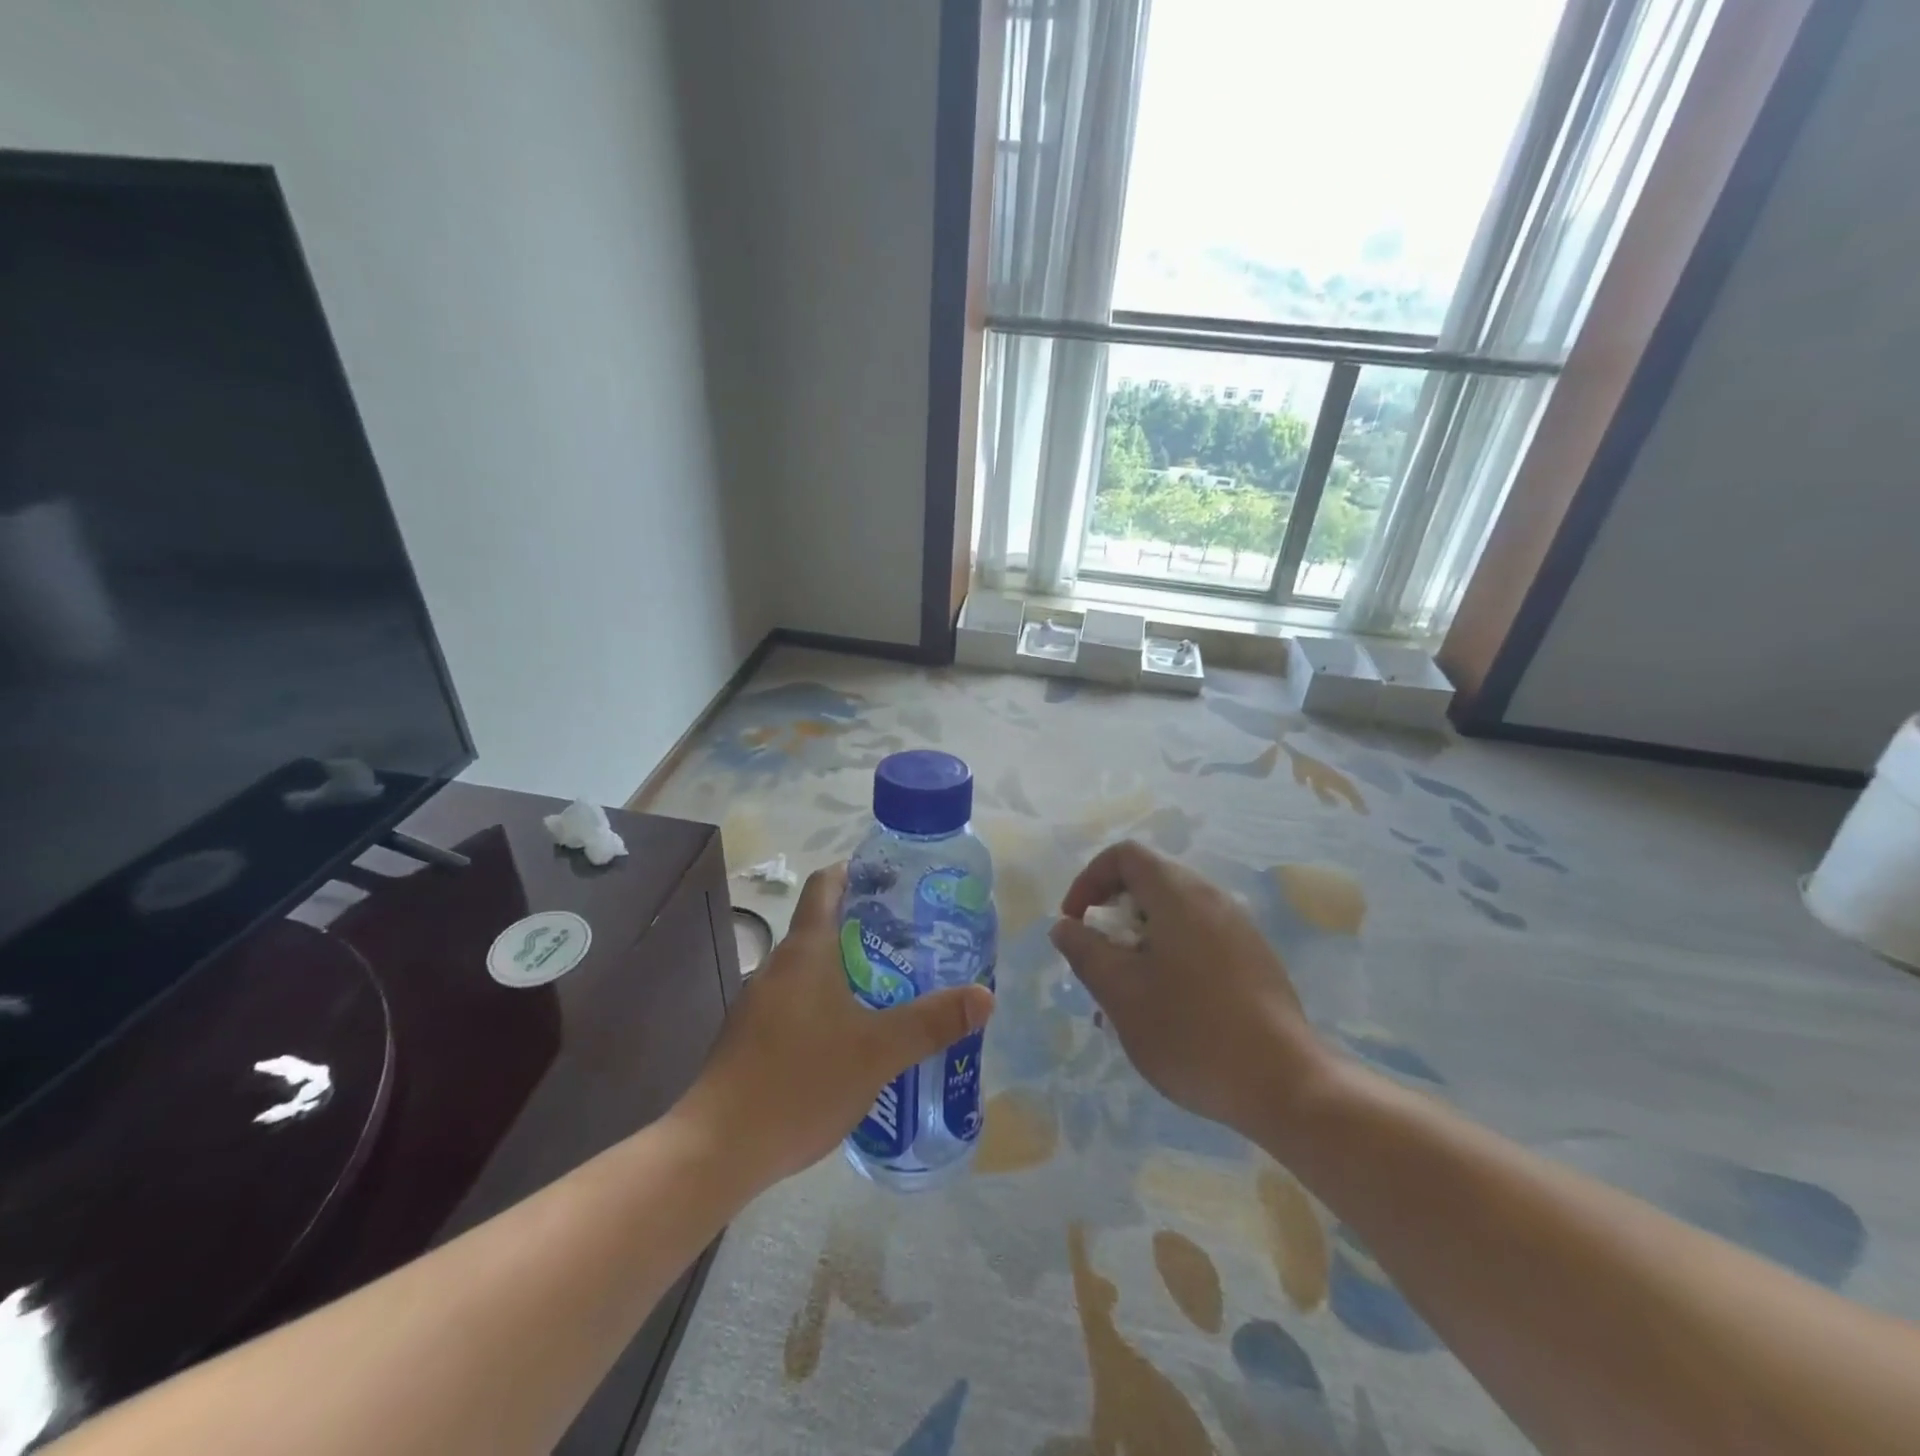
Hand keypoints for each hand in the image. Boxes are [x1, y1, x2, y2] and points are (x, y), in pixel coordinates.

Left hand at [678, 863, 995, 1192]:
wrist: (717, 1149)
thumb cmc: (800, 1081)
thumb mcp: (877, 1052)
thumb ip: (931, 1022)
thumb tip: (985, 996)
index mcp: (806, 950)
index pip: (827, 884)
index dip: (857, 871)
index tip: (894, 879)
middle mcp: (779, 966)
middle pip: (825, 925)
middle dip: (869, 927)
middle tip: (917, 939)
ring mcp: (761, 1002)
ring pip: (814, 968)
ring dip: (852, 968)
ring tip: (897, 986)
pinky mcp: (755, 1037)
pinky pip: (801, 1002)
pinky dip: (831, 1002)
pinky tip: (857, 1035)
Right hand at [1050, 840, 1326, 1140]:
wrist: (1285, 1084)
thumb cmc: (1190, 1030)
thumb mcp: (1121, 992)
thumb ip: (1085, 951)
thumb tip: (1066, 926)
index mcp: (1178, 894)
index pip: (1124, 855)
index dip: (1089, 880)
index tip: (1075, 923)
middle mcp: (1212, 898)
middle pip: (1148, 882)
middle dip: (1112, 917)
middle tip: (1098, 963)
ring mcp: (1238, 928)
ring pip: (1172, 916)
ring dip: (1139, 943)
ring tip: (1125, 996)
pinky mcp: (1253, 959)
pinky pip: (1198, 940)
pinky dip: (1168, 957)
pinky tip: (1165, 1010)